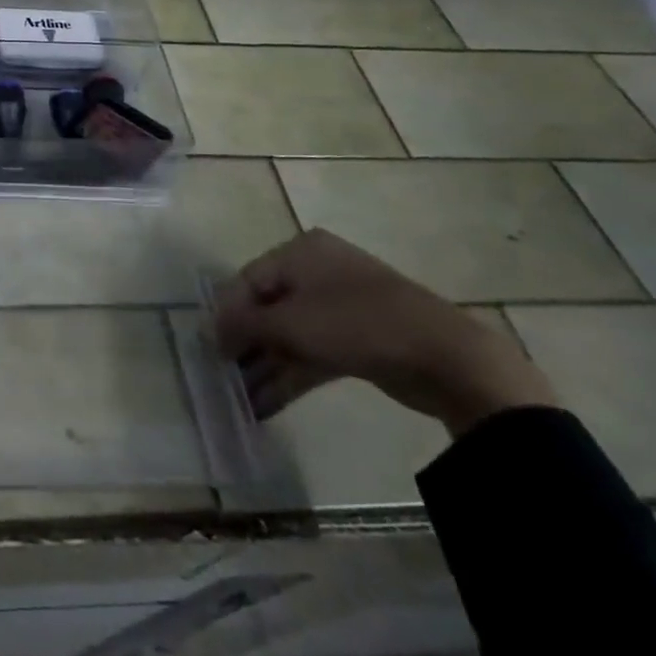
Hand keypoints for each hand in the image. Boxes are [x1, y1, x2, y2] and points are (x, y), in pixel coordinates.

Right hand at [211, 228, 555, 437]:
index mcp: (300, 252)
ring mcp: (341, 307)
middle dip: (247, 344)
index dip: (227, 314)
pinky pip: (314, 353)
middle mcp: (318, 271)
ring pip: (291, 334)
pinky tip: (267, 404)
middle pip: (268, 307)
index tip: (211, 349)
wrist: (447, 357)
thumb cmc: (357, 323)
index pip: (249, 280)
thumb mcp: (291, 322)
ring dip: (266, 365)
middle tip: (225, 376)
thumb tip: (208, 332)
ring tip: (241, 399)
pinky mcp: (360, 340)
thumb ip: (244, 326)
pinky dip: (292, 375)